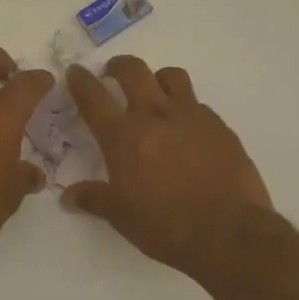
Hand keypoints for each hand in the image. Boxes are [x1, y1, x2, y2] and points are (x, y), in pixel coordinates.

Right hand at [64, 57, 273, 284]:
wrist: (229, 233)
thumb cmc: (166, 226)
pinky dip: (187, 108)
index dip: (81, 81)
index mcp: (124, 137)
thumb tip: (69, 196)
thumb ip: (94, 199)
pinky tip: (187, 128)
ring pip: (171, 76)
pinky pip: (198, 104)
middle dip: (118, 66)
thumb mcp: (121, 217)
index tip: (75, 72)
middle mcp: (155, 116)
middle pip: (133, 71)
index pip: (94, 98)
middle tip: (113, 72)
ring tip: (154, 92)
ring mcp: (191, 117)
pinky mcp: (219, 126)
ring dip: (157, 78)